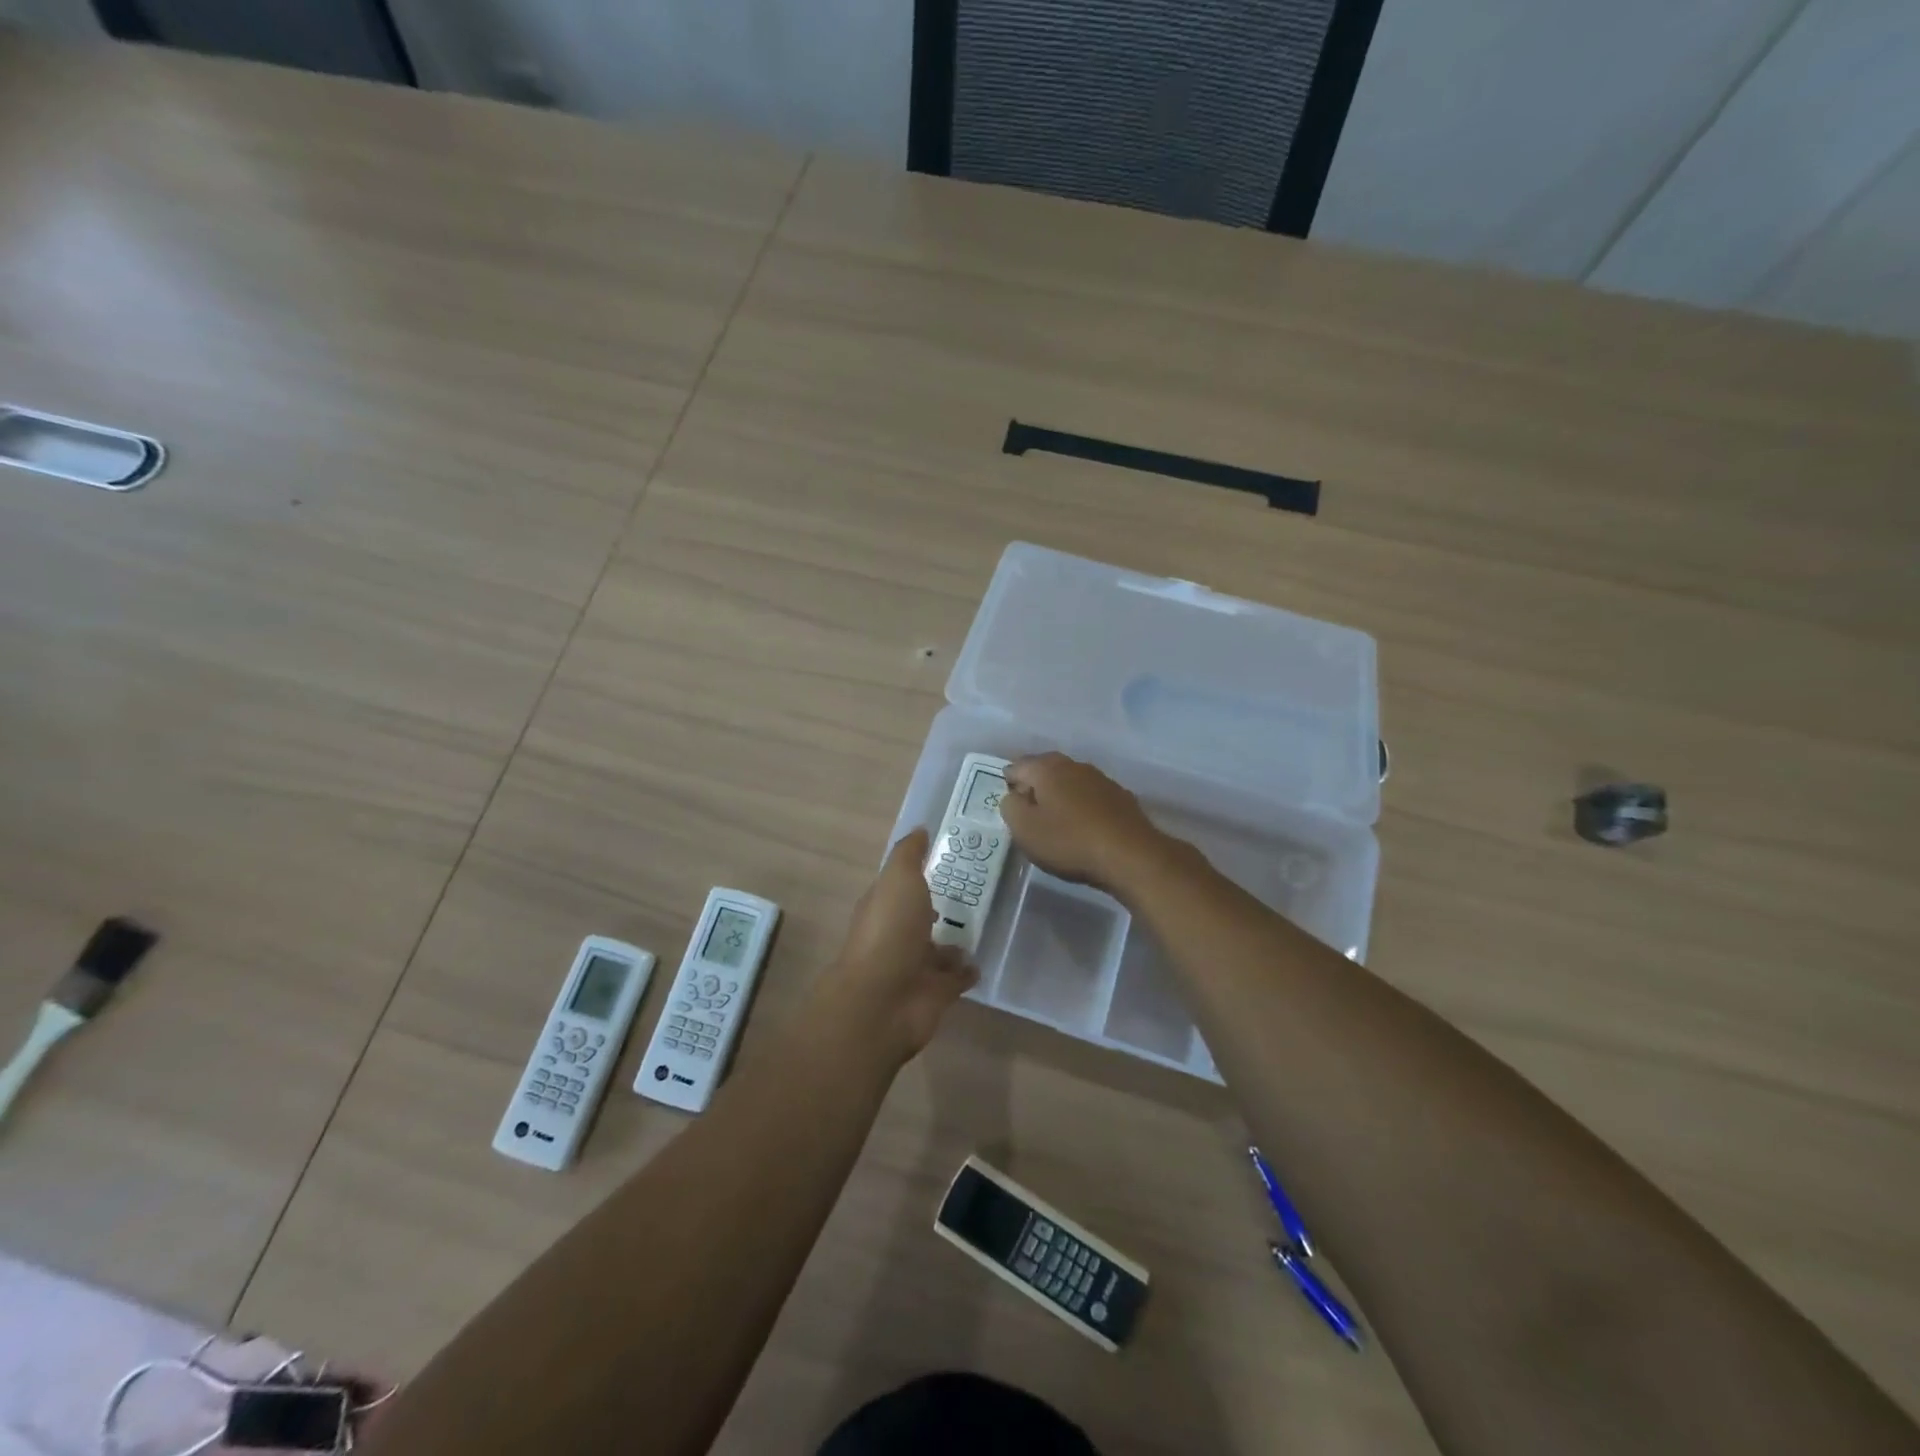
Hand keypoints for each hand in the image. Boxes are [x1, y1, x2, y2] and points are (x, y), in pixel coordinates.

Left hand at [812, 829, 977, 1063]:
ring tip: (984, 924)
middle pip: (921, 917)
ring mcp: (915, 966)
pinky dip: (966, 971)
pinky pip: (955, 978)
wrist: (884, 1001)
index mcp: (884, 906)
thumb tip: (920, 829)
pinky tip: (983, 959)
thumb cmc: (889, 931)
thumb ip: (909, 855)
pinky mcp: (935, 993)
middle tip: (977, 890)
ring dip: (954, 941)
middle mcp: (897, 935)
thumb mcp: (898, 879)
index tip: (950, 857)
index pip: (902, 885)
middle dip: (941, 906)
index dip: (921, 871)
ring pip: (938, 949)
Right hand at [1000, 753, 1171, 896]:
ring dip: (1060, 796)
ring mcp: (1100, 779)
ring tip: (1055, 820)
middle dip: (1034, 786)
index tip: (1009, 805)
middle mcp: (1074, 765)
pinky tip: (1082, 826)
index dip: (1008, 784)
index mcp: (1047, 768)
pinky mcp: (1120, 797)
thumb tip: (1014, 796)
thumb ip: (1010, 807)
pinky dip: (1081, 806)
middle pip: (1045, 770)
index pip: (1017, 766)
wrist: (1130, 854)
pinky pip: (1090, 796)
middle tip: (1028, 812)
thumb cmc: (1069, 841)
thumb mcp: (1025, 829)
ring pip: (1070, 781)